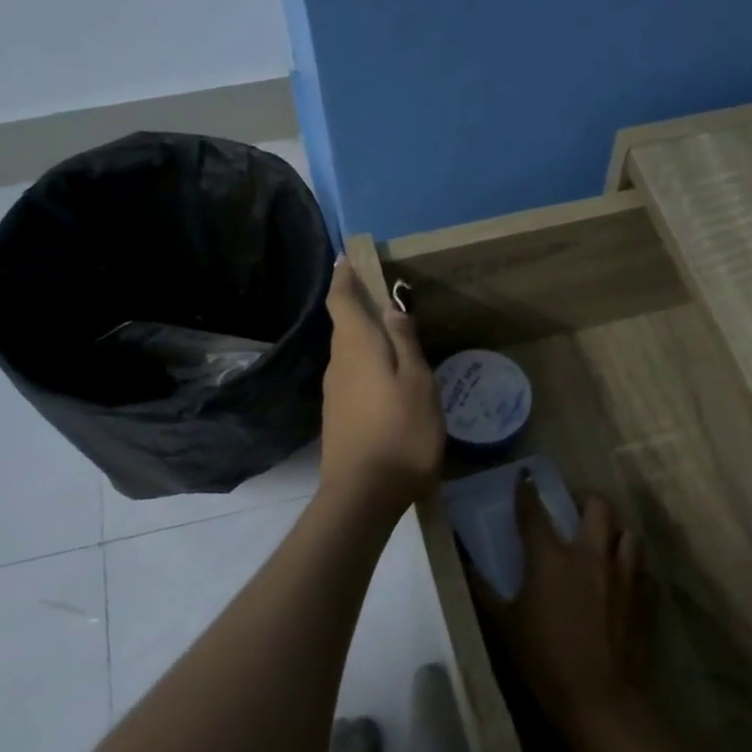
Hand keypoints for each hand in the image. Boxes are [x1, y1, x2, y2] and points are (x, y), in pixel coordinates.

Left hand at [318, 257, 444, 514]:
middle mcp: (338, 364)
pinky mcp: (336, 416)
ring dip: (363, 337)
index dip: (344, 277)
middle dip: (358, 305)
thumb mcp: (417, 383)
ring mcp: (333, 392)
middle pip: (344, 325)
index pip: (341, 300)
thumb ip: (404, 344)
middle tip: (384, 294)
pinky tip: (385, 377)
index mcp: (357, 347)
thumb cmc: (401, 433)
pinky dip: (365, 364)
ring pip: (348, 352)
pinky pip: (350, 375)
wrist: (363, 494)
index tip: (348, 258)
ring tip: (391, 334)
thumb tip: (391, 308)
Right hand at [480, 473, 651, 749]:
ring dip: (616, 530)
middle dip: (586, 499)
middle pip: (598, 508)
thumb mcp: (503, 626)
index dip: (527, 492)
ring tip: (605, 539)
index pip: (535, 514)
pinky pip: (644, 570)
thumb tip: (464, 563)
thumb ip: (482, 591)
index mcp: (552, 560)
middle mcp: (591, 557)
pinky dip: (634, 567)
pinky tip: (625, 579)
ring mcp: (624, 576)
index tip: (525, 477)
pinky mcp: (645, 599)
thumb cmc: (543, 661)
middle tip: (575, 507)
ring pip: (629, 533)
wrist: (598, 699)